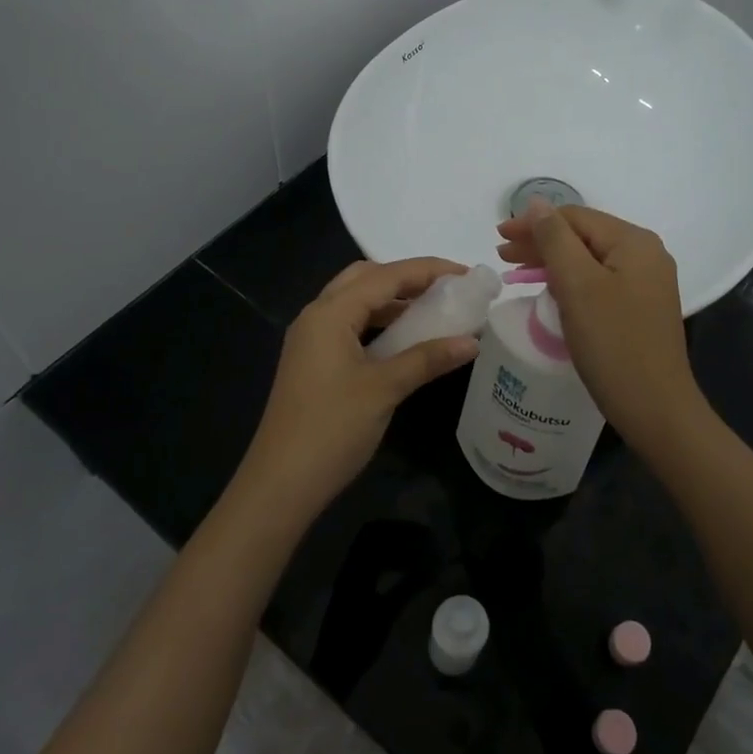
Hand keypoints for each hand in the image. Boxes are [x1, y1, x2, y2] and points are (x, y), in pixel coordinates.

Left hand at [239, 258, 479, 521]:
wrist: (281, 483)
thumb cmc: (332, 428)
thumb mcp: (385, 389)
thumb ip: (427, 359)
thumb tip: (472, 342)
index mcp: (330, 313)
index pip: (385, 276)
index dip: (428, 270)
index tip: (466, 274)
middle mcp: (316, 316)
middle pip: (365, 279)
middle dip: (406, 278)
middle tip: (445, 289)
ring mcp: (311, 339)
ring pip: (356, 303)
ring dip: (392, 301)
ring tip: (432, 310)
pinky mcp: (313, 361)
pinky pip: (350, 326)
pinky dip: (379, 323)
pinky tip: (404, 340)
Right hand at [496, 205, 708, 451]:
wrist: (655, 408)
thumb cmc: (613, 343)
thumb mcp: (577, 285)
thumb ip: (555, 239)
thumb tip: (537, 202)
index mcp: (634, 242)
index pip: (575, 217)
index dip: (534, 222)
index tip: (498, 236)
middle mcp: (645, 255)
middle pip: (583, 237)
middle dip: (541, 242)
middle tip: (502, 254)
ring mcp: (645, 283)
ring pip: (589, 260)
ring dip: (552, 262)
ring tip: (517, 271)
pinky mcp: (640, 308)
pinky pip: (598, 282)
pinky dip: (570, 282)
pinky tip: (549, 291)